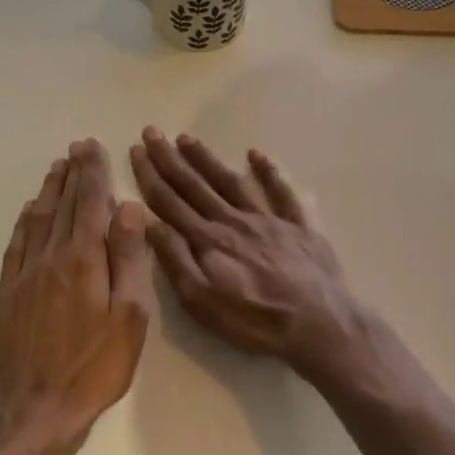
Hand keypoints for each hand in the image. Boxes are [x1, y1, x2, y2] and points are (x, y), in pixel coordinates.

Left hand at [0, 140, 154, 444]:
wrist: (33, 412)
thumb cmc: (94, 367)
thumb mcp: (129, 317)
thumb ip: (129, 259)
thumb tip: (127, 209)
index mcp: (84, 259)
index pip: (89, 203)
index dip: (92, 173)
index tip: (93, 147)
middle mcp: (50, 257)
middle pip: (62, 205)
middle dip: (72, 173)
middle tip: (77, 147)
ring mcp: (23, 276)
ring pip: (36, 220)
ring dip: (48, 191)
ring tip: (56, 169)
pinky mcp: (5, 295)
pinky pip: (15, 245)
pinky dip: (24, 222)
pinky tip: (27, 213)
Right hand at [130, 127, 365, 379]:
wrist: (318, 323)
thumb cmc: (255, 320)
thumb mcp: (202, 301)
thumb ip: (175, 260)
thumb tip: (148, 222)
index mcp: (209, 240)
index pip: (170, 202)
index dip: (151, 175)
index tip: (136, 150)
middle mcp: (234, 220)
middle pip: (196, 185)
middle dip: (170, 158)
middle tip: (153, 131)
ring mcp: (268, 219)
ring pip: (231, 181)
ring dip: (207, 159)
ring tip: (187, 138)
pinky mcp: (297, 225)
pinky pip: (281, 191)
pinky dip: (268, 171)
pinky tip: (255, 154)